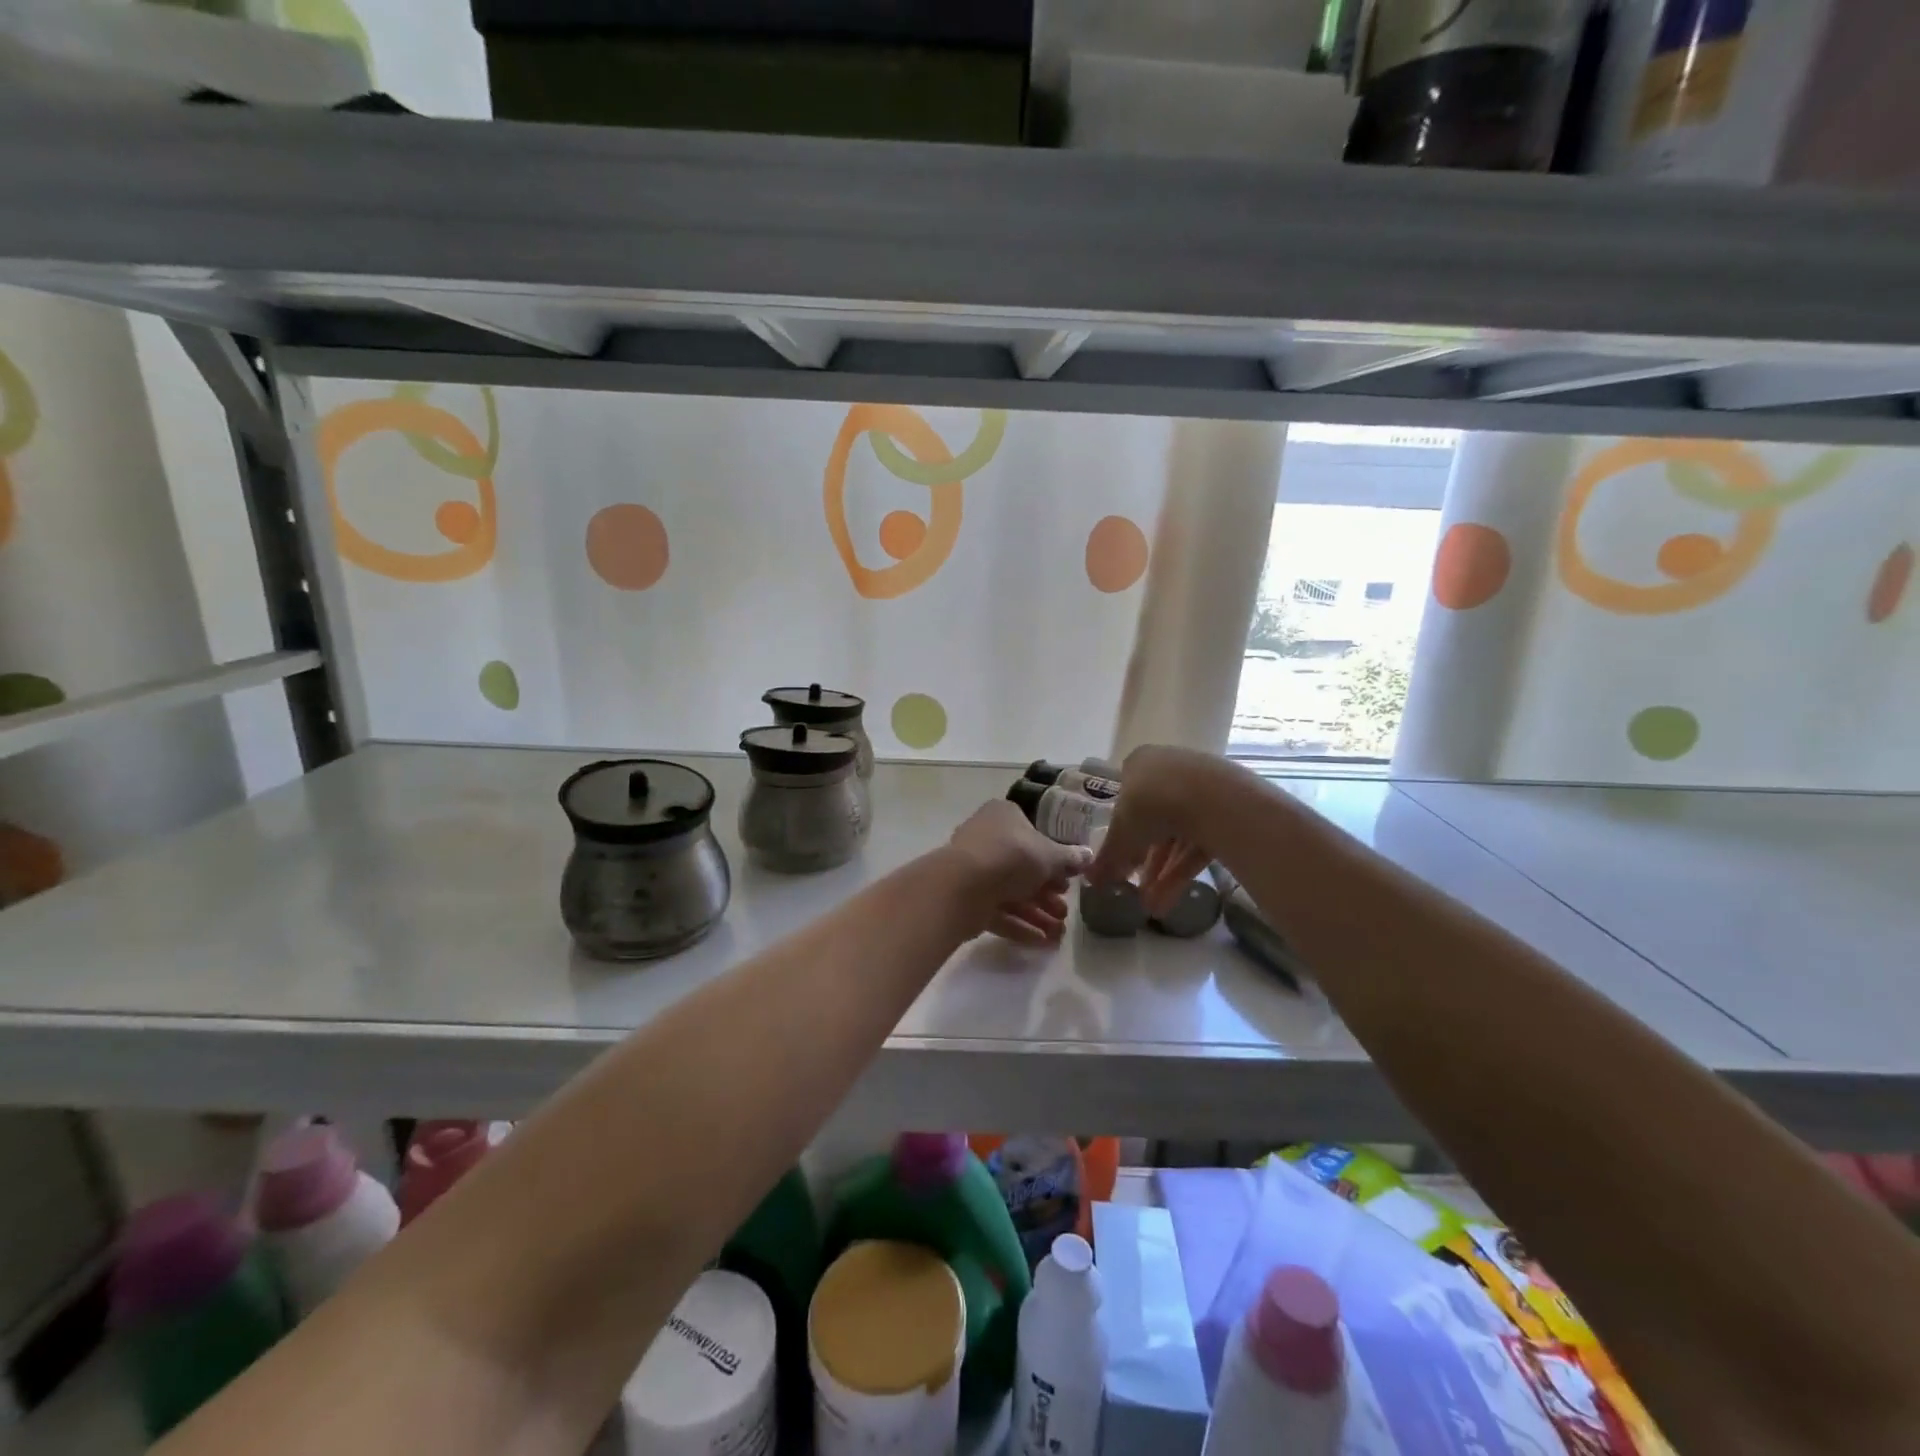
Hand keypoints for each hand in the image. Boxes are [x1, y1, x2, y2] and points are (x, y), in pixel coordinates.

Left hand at [946, 799, 1091, 945]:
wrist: (964, 885)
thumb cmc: (1012, 857)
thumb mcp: (1050, 855)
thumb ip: (1069, 858)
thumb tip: (1088, 856)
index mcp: (1004, 816)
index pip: (1033, 835)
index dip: (1053, 860)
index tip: (1068, 881)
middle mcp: (986, 838)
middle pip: (1022, 868)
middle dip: (1047, 894)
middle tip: (1065, 912)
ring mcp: (973, 869)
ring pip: (1010, 892)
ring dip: (1036, 914)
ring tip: (1058, 935)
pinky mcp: (966, 897)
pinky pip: (997, 911)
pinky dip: (1019, 925)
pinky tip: (1040, 942)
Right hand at [1087, 746, 1240, 915]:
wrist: (1212, 798)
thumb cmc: (1151, 804)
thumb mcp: (1121, 835)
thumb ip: (1107, 858)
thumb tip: (1090, 880)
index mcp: (1140, 764)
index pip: (1127, 799)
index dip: (1123, 834)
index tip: (1121, 861)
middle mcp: (1170, 770)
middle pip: (1154, 821)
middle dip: (1145, 861)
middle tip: (1137, 889)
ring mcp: (1201, 788)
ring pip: (1178, 835)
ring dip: (1163, 873)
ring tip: (1153, 906)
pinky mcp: (1226, 809)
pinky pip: (1199, 842)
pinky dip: (1184, 870)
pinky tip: (1171, 900)